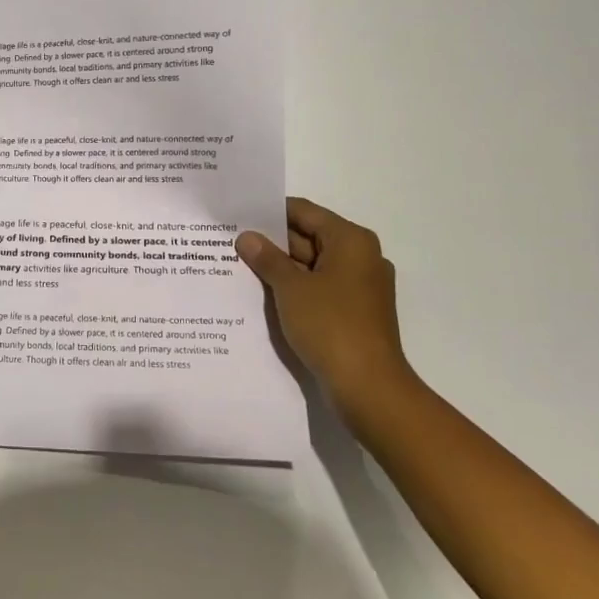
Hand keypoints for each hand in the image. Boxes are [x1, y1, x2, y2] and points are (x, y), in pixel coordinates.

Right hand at [236, 198, 417, 414]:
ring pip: (311, 265)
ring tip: (237, 264)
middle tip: (230, 240)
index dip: (269, 212)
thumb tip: (247, 237)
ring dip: (280, 267)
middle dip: (271, 241)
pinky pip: (317, 288)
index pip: (304, 212)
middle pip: (309, 237)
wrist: (368, 387)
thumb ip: (267, 259)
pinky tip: (262, 292)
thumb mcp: (290, 288)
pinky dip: (293, 288)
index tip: (237, 214)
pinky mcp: (353, 311)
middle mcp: (360, 257)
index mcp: (351, 241)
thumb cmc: (331, 326)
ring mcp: (358, 287)